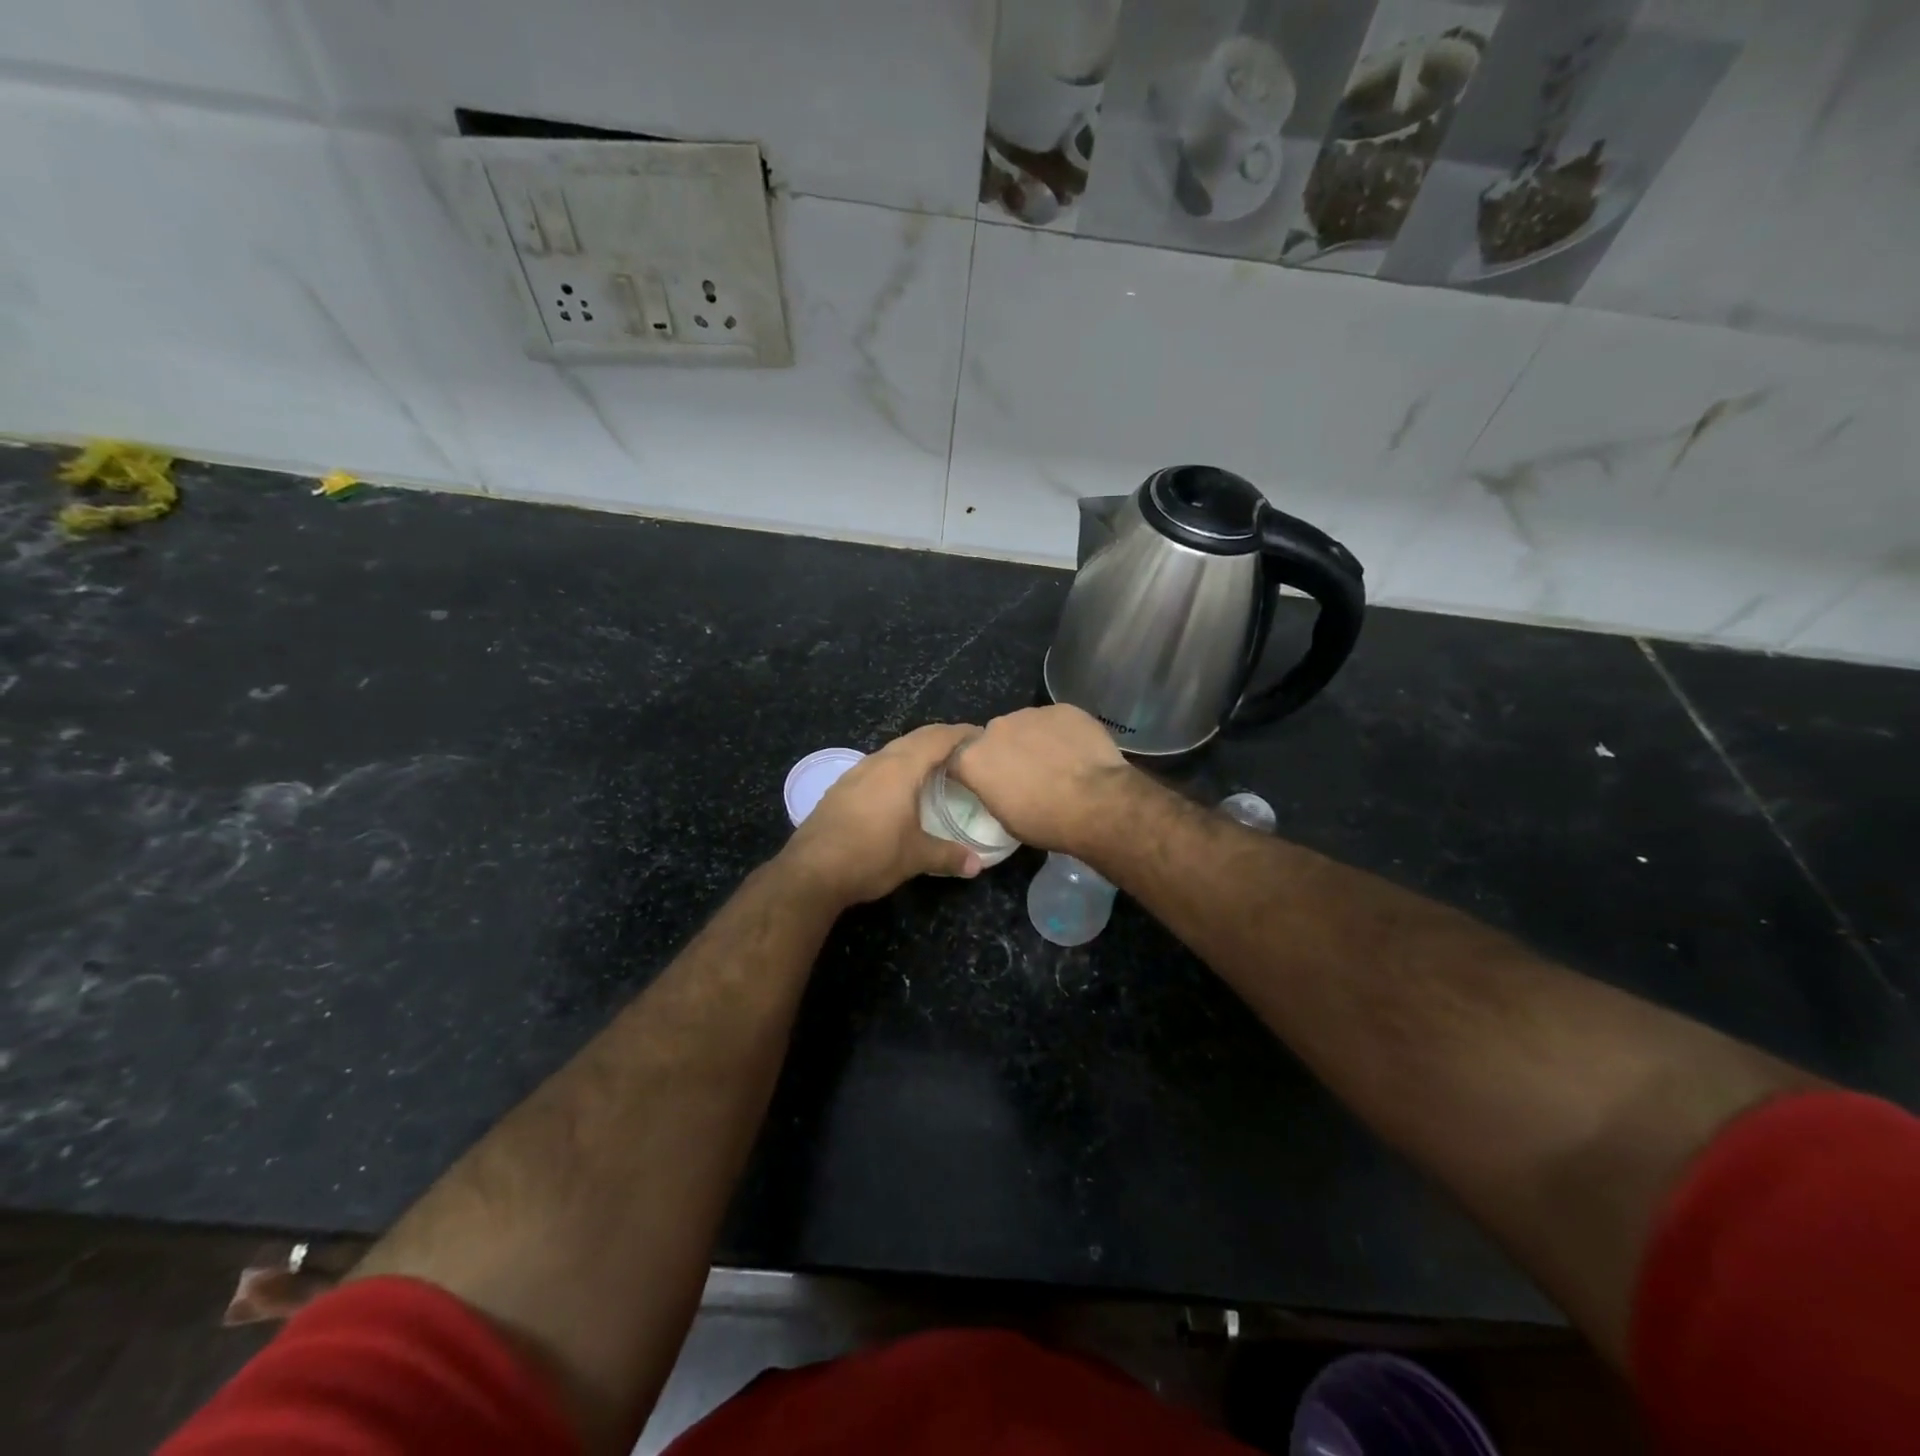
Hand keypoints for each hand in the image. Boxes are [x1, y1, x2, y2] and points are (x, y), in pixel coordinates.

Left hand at [781, 723, 982, 905]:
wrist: (811, 871)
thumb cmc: (871, 855)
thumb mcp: (916, 857)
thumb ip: (949, 855)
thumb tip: (977, 865)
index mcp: (901, 768)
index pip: (938, 738)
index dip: (962, 734)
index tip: (982, 737)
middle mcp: (878, 762)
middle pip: (915, 738)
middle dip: (941, 739)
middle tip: (964, 752)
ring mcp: (855, 773)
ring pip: (892, 751)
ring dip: (916, 753)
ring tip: (936, 768)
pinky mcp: (840, 789)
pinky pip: (876, 767)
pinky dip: (895, 769)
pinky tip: (899, 790)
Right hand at [949, 705, 1132, 853]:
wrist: (1096, 802)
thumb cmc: (1045, 821)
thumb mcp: (1005, 818)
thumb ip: (992, 791)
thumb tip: (998, 784)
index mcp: (973, 759)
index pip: (957, 759)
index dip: (970, 770)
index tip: (984, 782)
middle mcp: (995, 728)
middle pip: (993, 738)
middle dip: (1004, 752)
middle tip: (1025, 774)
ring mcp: (1030, 714)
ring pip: (1025, 725)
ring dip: (1033, 740)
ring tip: (1056, 762)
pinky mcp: (1062, 709)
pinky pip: (1055, 721)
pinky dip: (1061, 733)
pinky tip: (1076, 752)